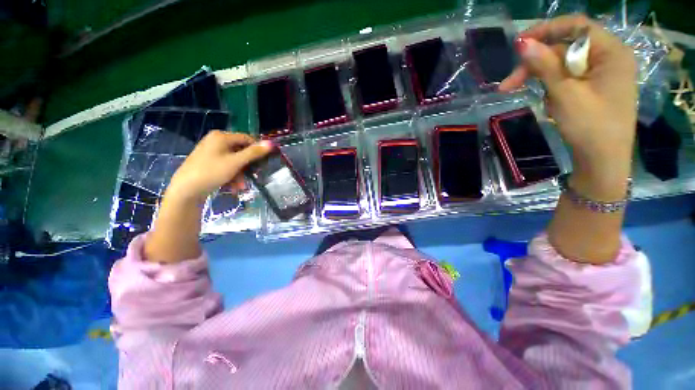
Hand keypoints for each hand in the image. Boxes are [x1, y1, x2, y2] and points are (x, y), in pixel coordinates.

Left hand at [165, 131, 272, 205]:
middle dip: (248, 165)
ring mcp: (211, 151)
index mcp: (221, 136)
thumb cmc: (211, 172)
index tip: (265, 161)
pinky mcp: (208, 161)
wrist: (185, 190)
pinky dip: (232, 175)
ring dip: (241, 173)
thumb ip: (254, 153)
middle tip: (254, 176)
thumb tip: (271, 143)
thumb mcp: (236, 162)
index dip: (257, 149)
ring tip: (241, 186)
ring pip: (234, 160)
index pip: (247, 138)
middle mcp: (216, 141)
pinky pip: (226, 165)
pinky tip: (233, 185)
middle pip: (241, 150)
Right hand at [500, 14, 637, 200]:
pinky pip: (567, 79)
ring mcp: (601, 75)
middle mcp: (608, 58)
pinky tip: (547, 102)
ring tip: (520, 94)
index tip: (519, 44)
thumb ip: (545, 65)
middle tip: (508, 84)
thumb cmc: (590, 127)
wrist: (602, 163)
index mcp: (611, 52)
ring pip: (563, 66)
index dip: (546, 30)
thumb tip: (522, 43)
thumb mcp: (565, 94)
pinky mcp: (593, 89)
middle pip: (565, 49)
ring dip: (539, 78)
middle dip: (535, 64)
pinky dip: (551, 87)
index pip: (577, 26)